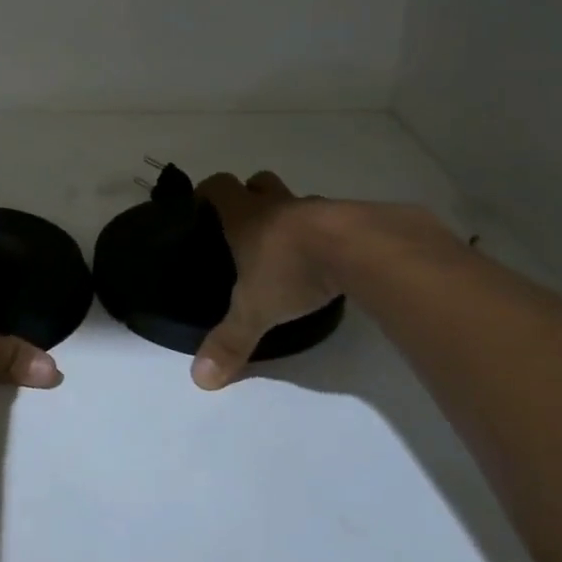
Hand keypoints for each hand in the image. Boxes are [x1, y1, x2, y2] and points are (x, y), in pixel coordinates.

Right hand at [189, 170, 344, 390]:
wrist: (361, 250)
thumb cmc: (293, 269)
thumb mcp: (255, 310)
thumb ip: (230, 341)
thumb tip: (200, 379)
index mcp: (246, 216)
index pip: (219, 186)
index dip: (208, 192)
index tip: (203, 206)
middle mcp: (279, 205)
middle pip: (260, 183)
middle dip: (252, 196)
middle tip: (248, 227)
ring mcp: (317, 209)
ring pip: (298, 202)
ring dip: (292, 218)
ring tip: (291, 251)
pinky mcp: (352, 220)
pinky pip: (333, 221)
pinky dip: (327, 236)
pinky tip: (329, 262)